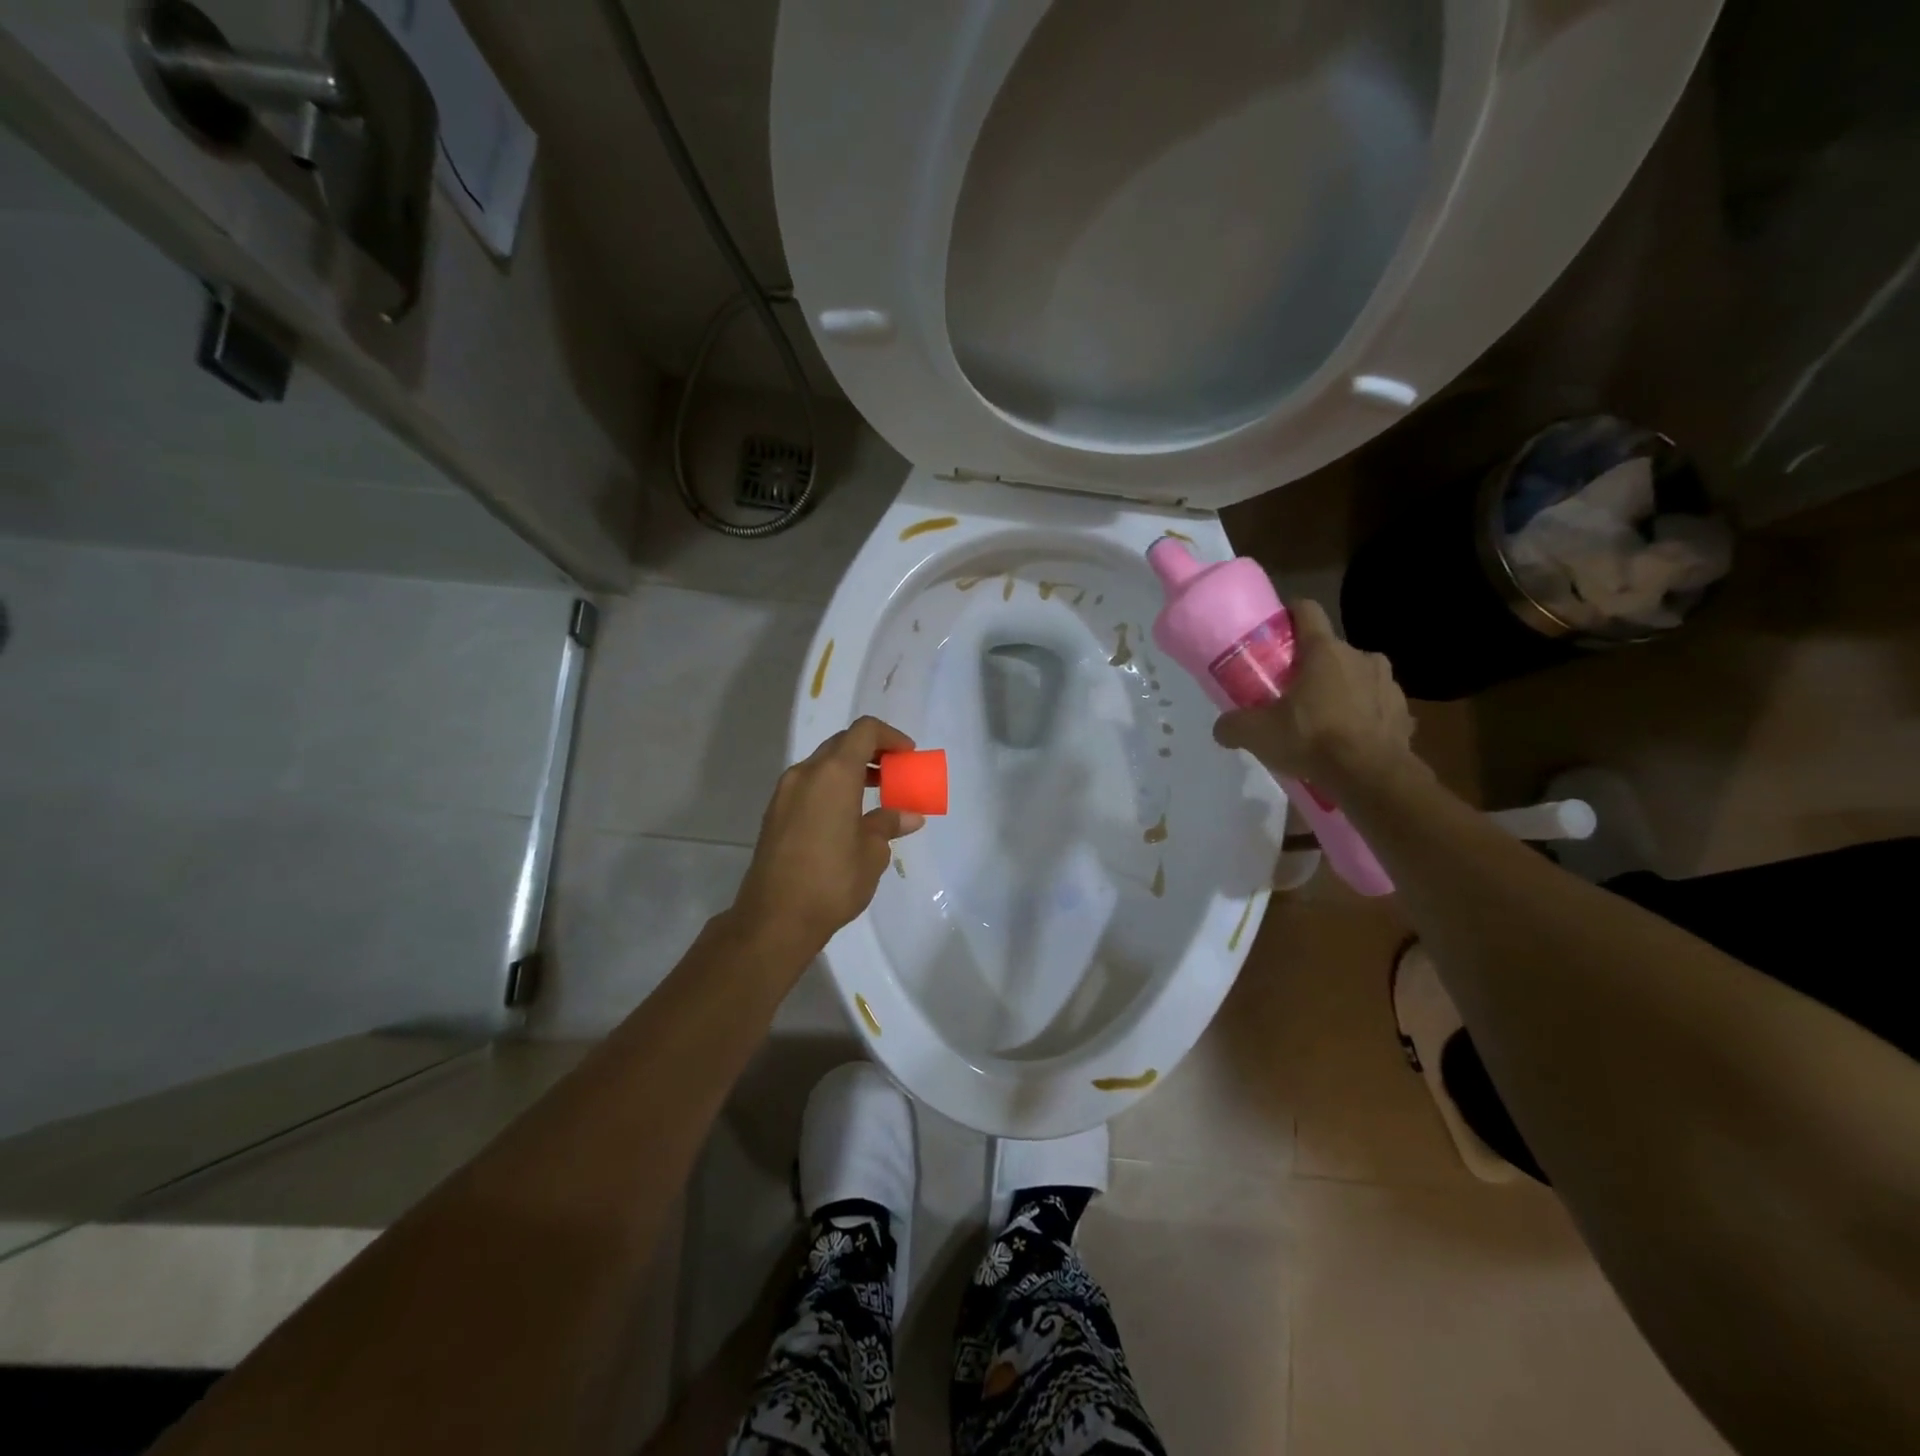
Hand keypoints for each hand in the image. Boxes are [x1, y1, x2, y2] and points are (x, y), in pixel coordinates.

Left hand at [732, 715, 926, 957]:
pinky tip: (848, 816)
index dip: (890, 737)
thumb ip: (888, 824)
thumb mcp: (872, 853)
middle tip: (895, 774)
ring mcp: (785, 793)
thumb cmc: (832, 881)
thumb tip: (908, 815)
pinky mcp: (775, 814)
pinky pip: (809, 786)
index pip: (864, 732)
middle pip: (842, 744)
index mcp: (833, 774)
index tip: (908, 757)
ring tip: (876, 795)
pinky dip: (832, 787)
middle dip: (872, 753)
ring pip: (823, 765)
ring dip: (851, 770)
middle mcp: (805, 774)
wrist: (774, 919)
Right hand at [1212, 599, 1414, 785]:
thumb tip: (1222, 729)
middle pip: (1330, 650)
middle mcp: (1360, 657)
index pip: (1307, 610)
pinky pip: (1377, 706)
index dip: (1290, 614)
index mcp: (1323, 651)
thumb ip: (1233, 725)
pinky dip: (1364, 716)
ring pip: (1357, 676)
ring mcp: (1388, 683)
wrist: (1371, 777)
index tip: (1277, 630)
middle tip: (1291, 692)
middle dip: (1312, 666)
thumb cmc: (1312, 739)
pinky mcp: (1404, 712)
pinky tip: (1350, 739)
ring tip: (1324, 718)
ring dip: (1342, 689)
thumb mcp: (1257, 734)